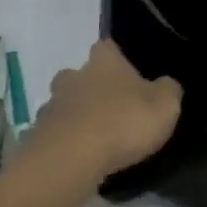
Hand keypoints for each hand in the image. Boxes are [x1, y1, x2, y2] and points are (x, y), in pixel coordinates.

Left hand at [23, 40, 182, 188]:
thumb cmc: (122, 122)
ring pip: (64, 104)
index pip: (108, 46)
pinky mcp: (38, 136)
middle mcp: (73, 75)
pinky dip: (65, 143)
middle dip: (92, 88)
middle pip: (80, 75)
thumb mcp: (164, 105)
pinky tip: (78, 158)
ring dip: (76, 116)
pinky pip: (54, 134)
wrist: (70, 159)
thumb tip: (167, 84)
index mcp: (104, 60)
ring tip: (95, 138)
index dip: (118, 59)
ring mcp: (51, 105)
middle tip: (111, 108)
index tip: (129, 75)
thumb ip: (169, 90)